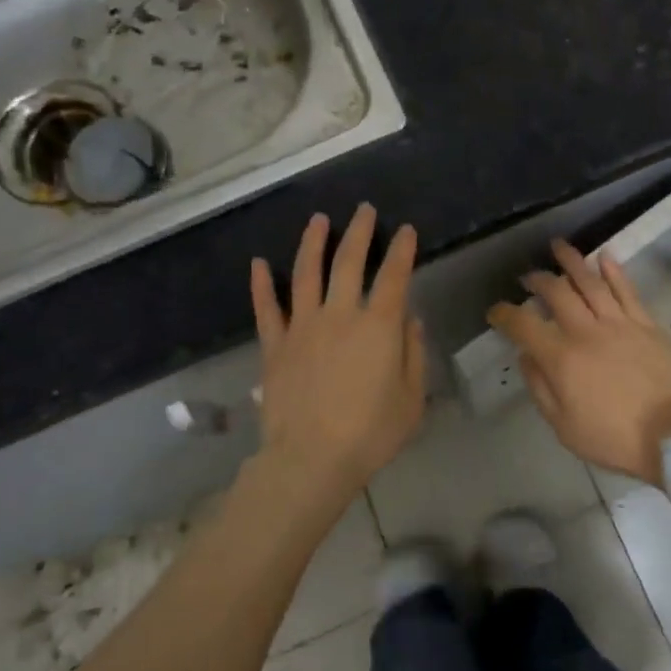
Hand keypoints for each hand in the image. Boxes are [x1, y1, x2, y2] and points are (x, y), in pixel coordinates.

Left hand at [250, 206, 426, 506]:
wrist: (311, 460)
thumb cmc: (370, 434)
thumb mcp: (411, 399)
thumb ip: (413, 355)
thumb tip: (410, 320)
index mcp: (378, 327)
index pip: (395, 277)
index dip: (402, 250)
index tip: (407, 230)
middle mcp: (340, 315)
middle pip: (349, 262)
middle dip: (359, 232)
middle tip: (363, 210)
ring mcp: (303, 327)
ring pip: (306, 273)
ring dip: (313, 243)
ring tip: (318, 220)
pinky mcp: (275, 346)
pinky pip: (267, 309)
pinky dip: (261, 284)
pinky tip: (258, 263)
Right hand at [487, 241, 670, 485]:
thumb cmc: (613, 438)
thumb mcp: (564, 427)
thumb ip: (540, 388)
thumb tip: (526, 356)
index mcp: (561, 358)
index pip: (523, 325)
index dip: (504, 314)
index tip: (495, 311)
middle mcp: (585, 331)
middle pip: (556, 292)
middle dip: (537, 280)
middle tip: (528, 277)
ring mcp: (618, 323)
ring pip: (590, 282)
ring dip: (571, 261)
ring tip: (558, 246)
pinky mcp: (646, 323)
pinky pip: (626, 290)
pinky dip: (613, 270)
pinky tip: (604, 256)